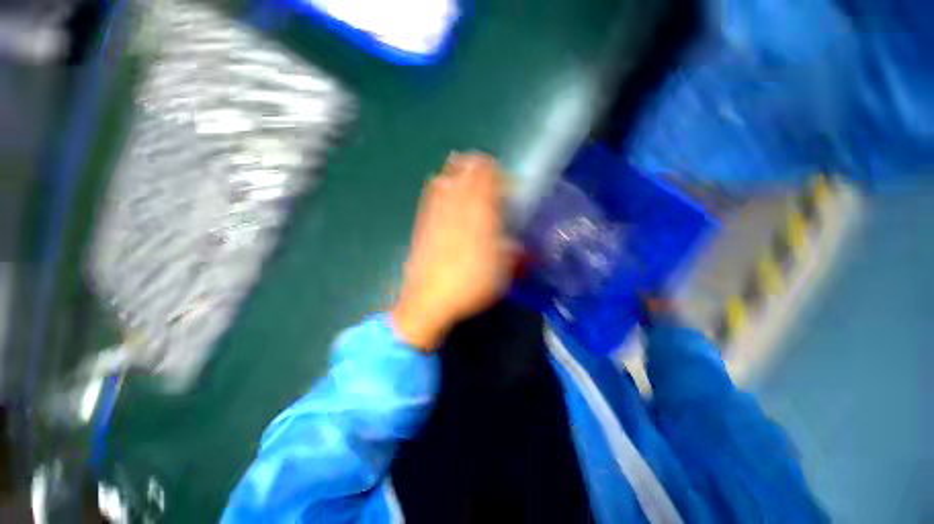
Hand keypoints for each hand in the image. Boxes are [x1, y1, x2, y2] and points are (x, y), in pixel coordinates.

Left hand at [392, 152, 513, 350]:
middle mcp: (458, 213)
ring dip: (457, 171)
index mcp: (480, 222)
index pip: (489, 187)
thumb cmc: (469, 286)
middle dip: (477, 167)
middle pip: (466, 179)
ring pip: (447, 183)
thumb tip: (515, 242)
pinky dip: (438, 185)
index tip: (504, 177)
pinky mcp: (423, 225)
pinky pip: (430, 197)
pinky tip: (440, 182)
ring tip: (462, 164)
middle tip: (484, 164)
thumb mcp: (500, 272)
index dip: (497, 176)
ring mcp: (437, 217)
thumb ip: (510, 252)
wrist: (430, 299)